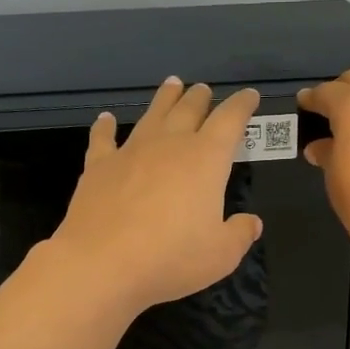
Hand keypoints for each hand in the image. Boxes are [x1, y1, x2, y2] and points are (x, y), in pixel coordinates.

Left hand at [48, 78, 263, 311]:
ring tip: (172, 85)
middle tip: (204, 90)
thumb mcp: (221, 255)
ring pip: (152, 115)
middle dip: (200, 98)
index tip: (249, 96)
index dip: (242, 106)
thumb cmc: (171, 258)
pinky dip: (106, 127)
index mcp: (206, 159)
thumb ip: (240, 234)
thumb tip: (251, 222)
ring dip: (164, 99)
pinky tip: (106, 119)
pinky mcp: (98, 167)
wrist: (102, 264)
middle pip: (188, 110)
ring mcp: (130, 152)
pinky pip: (103, 139)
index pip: (230, 121)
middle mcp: (169, 145)